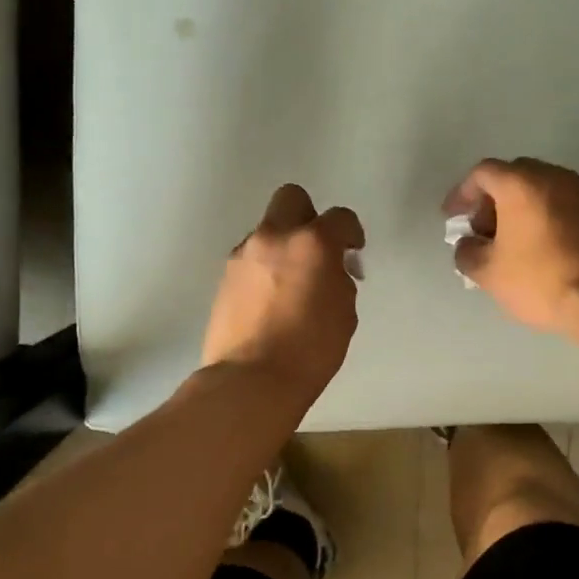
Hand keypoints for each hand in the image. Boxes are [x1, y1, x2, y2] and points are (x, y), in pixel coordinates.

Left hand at [202, 184, 365, 407]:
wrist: (251, 379)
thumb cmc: (310, 350)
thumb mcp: (344, 312)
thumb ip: (339, 279)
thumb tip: (330, 271)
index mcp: (312, 243)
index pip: (340, 217)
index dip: (351, 232)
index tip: (353, 250)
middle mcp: (274, 237)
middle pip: (291, 198)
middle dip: (309, 216)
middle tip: (317, 249)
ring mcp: (243, 255)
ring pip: (267, 230)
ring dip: (283, 246)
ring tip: (291, 283)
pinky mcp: (224, 277)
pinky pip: (251, 258)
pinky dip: (264, 268)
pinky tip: (270, 299)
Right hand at [442, 157, 578, 334]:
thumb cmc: (539, 279)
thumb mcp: (488, 273)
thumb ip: (467, 252)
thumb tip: (468, 245)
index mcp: (520, 183)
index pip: (482, 173)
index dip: (462, 193)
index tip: (453, 217)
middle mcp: (552, 177)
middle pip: (511, 176)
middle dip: (490, 200)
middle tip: (480, 230)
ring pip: (537, 189)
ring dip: (516, 209)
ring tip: (506, 243)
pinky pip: (557, 203)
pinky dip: (539, 216)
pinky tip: (533, 248)